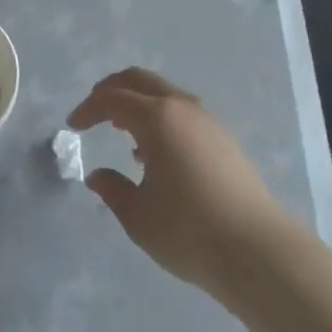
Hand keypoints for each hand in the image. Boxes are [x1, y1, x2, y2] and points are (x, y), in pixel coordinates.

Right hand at [69, 68, 296, 297]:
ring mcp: (206, 119)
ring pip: (163, 93)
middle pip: (138, 80)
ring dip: (137, 103)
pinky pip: (180, 111)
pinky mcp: (223, 137)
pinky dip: (159, 117)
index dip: (89, 108)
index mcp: (156, 117)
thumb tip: (98, 176)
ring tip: (121, 131)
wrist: (258, 251)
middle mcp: (180, 107)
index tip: (72, 125)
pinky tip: (155, 152)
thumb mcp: (139, 217)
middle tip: (93, 110)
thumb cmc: (190, 231)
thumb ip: (113, 191)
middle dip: (111, 90)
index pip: (112, 99)